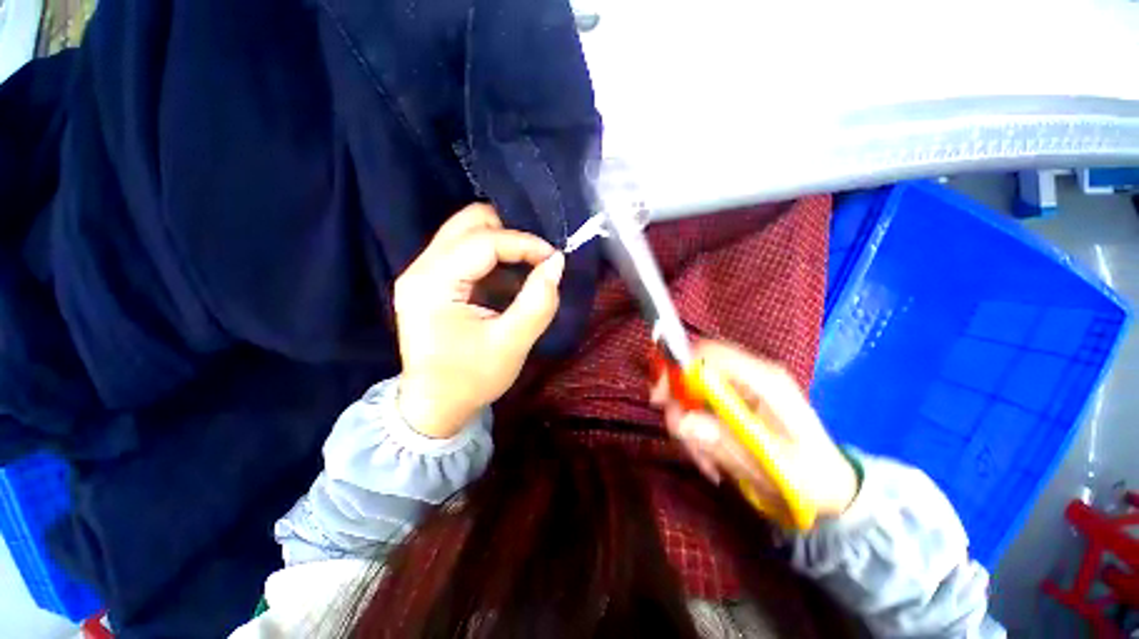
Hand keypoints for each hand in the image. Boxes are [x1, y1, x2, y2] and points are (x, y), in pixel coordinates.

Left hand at [394, 204, 564, 437]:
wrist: (435, 406)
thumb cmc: (471, 380)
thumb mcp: (512, 344)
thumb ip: (538, 301)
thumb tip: (557, 263)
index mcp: (433, 285)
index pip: (483, 242)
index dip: (523, 243)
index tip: (553, 258)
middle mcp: (420, 269)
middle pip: (467, 224)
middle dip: (509, 231)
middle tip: (538, 255)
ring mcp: (421, 274)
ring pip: (465, 233)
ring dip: (501, 242)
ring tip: (529, 263)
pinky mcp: (430, 282)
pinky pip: (464, 252)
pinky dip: (492, 256)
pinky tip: (510, 276)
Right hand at [652, 341, 857, 520]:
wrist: (828, 485)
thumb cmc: (808, 477)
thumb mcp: (769, 466)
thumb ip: (723, 441)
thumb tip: (680, 421)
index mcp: (765, 380)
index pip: (711, 353)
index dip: (679, 368)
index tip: (661, 400)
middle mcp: (750, 374)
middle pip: (694, 368)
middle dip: (679, 402)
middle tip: (679, 435)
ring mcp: (741, 385)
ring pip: (692, 389)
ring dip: (688, 423)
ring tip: (705, 460)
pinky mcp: (734, 398)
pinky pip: (699, 403)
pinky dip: (695, 428)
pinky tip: (709, 455)